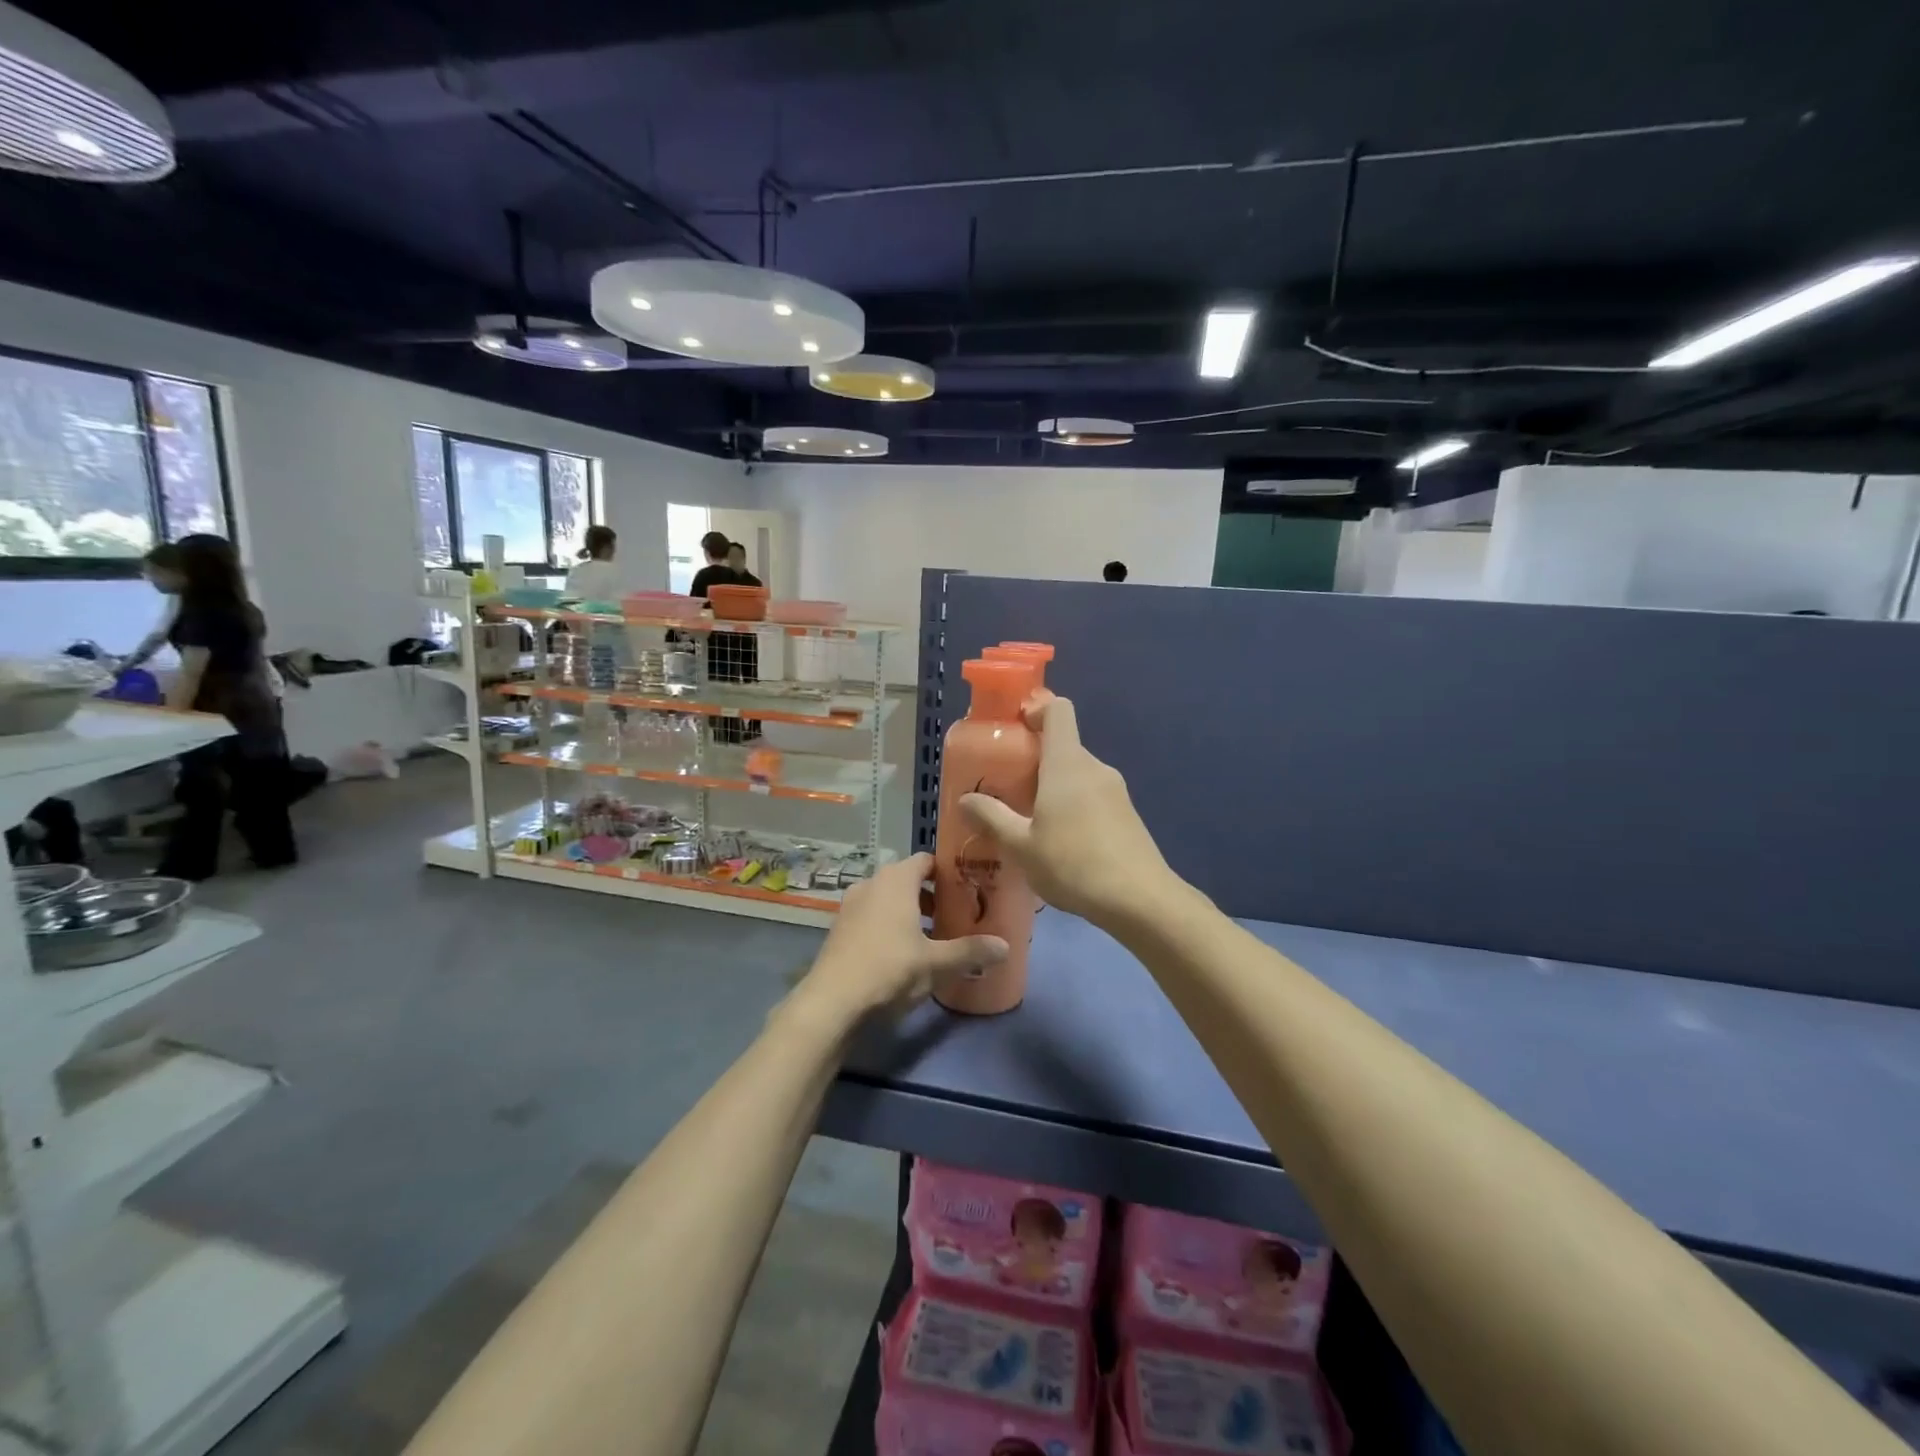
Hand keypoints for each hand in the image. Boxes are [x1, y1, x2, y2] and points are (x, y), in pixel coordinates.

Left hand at [788, 852, 1006, 1026]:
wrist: (832, 1001)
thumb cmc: (890, 969)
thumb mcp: (936, 963)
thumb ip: (970, 951)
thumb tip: (1006, 946)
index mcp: (896, 880)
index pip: (927, 860)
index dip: (949, 871)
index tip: (969, 887)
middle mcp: (872, 883)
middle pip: (908, 879)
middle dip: (932, 895)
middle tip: (956, 914)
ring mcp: (851, 904)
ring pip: (889, 898)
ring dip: (910, 911)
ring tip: (933, 936)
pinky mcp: (840, 927)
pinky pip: (872, 915)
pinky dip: (889, 924)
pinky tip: (903, 951)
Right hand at [960, 697, 1171, 928]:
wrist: (1139, 900)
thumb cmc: (1073, 864)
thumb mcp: (1021, 846)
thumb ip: (991, 818)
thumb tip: (965, 800)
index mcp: (1067, 763)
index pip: (1058, 710)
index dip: (1036, 709)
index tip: (1014, 729)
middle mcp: (1094, 767)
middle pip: (1063, 745)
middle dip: (1034, 760)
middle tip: (1006, 788)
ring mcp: (1115, 791)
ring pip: (1077, 774)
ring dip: (1052, 787)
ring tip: (1028, 821)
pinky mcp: (1127, 814)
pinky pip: (1092, 796)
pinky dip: (1072, 806)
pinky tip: (1059, 843)